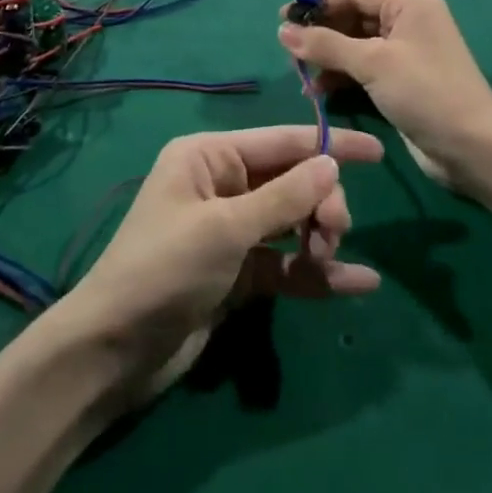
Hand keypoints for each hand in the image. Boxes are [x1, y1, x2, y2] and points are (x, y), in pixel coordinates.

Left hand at [57, 126, 382, 401]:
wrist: (115, 351)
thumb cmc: (164, 269)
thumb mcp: (225, 228)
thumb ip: (283, 197)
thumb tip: (331, 163)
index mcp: (209, 157)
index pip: (281, 141)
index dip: (329, 145)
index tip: (377, 152)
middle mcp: (222, 186)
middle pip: (291, 182)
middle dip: (320, 202)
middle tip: (332, 233)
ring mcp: (231, 232)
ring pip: (293, 222)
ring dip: (318, 237)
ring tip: (329, 258)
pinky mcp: (238, 274)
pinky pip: (286, 264)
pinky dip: (317, 273)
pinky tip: (360, 284)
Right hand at [278, 0, 491, 191]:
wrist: (474, 149)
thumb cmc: (426, 93)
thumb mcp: (373, 63)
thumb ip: (326, 45)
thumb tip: (282, 30)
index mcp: (408, 3)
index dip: (317, 3)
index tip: (282, 18)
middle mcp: (407, 22)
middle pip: (352, 17)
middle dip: (320, 33)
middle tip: (288, 50)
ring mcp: (405, 53)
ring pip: (355, 45)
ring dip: (328, 58)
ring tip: (300, 75)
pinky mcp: (402, 81)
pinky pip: (363, 69)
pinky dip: (342, 77)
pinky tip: (319, 92)